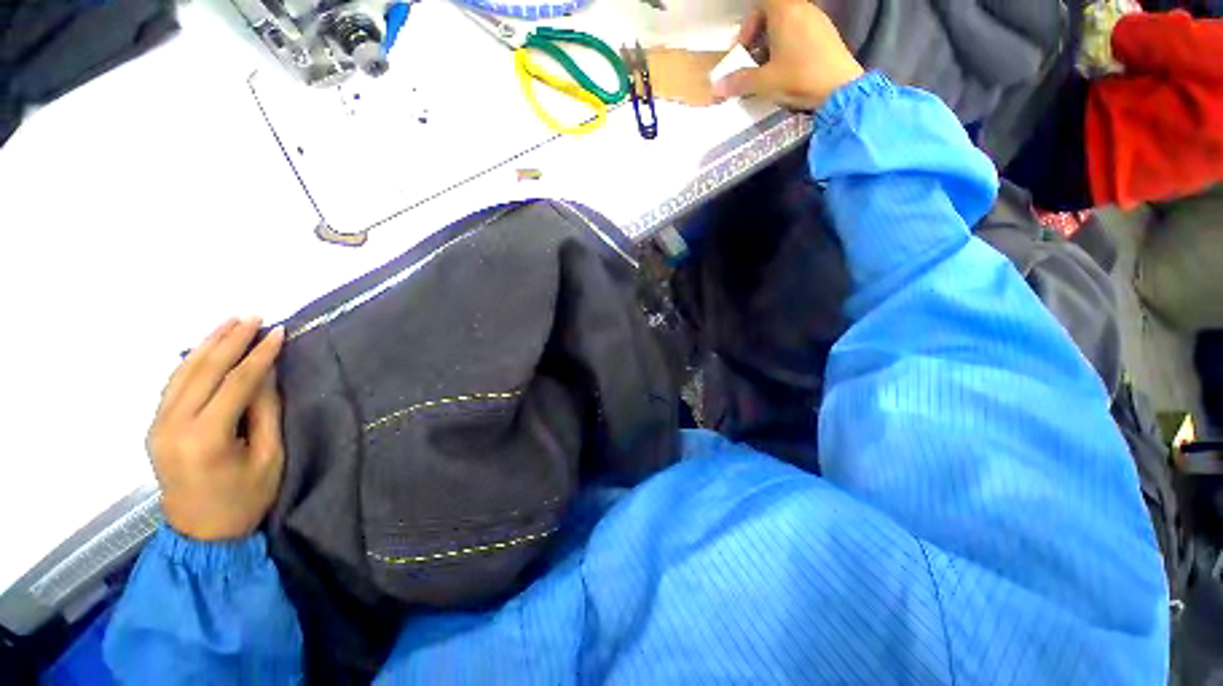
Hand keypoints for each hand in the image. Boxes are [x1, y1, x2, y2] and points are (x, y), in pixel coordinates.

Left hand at [148, 317, 286, 541]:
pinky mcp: (155, 427)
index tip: (278, 333)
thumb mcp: (268, 457)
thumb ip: (265, 412)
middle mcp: (173, 426)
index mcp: (205, 438)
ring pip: (182, 373)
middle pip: (203, 371)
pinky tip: (205, 349)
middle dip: (230, 340)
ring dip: (207, 345)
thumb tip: (265, 373)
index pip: (235, 383)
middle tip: (253, 317)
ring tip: (230, 322)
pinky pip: (173, 385)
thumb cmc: (245, 499)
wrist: (201, 535)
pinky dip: (191, 362)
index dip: (260, 355)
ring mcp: (158, 426)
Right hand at [712, 0, 864, 110]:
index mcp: (785, 12)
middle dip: (757, 37)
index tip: (743, 50)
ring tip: (768, 69)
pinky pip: (801, 31)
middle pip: (773, 14)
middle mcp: (802, 9)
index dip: (747, 26)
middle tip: (752, 62)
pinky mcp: (826, 34)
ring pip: (787, 24)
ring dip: (772, 43)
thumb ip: (739, 82)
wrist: (840, 88)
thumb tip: (716, 87)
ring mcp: (817, 20)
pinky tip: (787, 69)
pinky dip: (788, 45)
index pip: (760, 5)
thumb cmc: (799, 78)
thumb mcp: (764, 82)